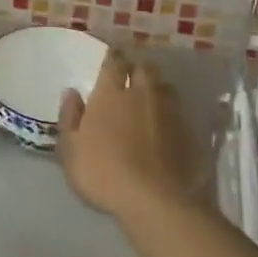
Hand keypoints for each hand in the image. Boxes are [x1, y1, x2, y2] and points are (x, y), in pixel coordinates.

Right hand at [57, 51, 204, 225]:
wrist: (154, 200)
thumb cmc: (103, 173)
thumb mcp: (71, 150)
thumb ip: (70, 118)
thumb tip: (71, 92)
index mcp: (111, 94)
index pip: (114, 63)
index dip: (114, 57)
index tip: (112, 56)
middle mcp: (141, 94)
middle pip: (144, 68)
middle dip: (137, 67)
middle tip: (131, 73)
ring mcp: (168, 112)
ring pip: (165, 86)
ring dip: (157, 86)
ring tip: (151, 94)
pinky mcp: (187, 131)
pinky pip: (179, 110)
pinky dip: (171, 109)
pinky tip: (167, 120)